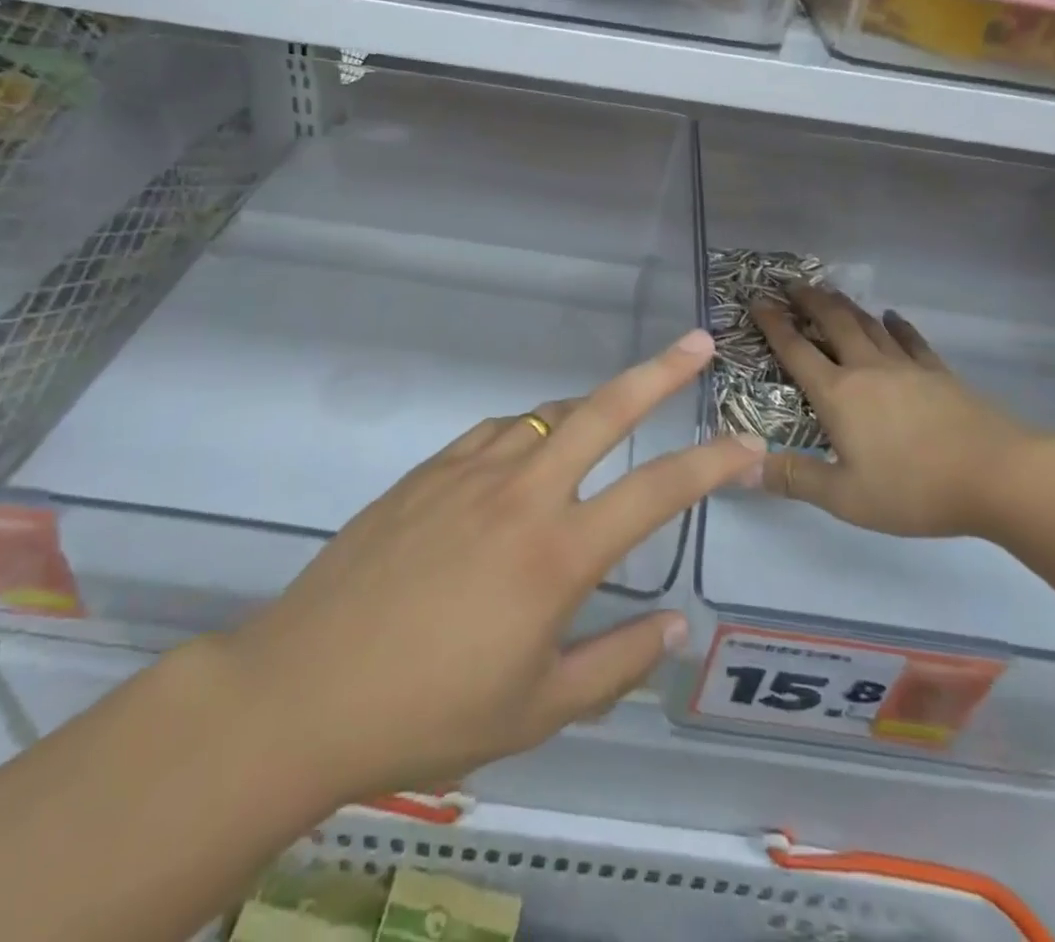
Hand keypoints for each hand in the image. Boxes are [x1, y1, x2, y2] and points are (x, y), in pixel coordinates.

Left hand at [218, 329, 762, 805]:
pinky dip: (528, 432)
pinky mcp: (427, 470)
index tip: (749, 447)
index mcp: (557, 554)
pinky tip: (527, 453)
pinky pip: (496, 432)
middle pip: (604, 411)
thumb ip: (616, 663)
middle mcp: (521, 493)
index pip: (656, 492)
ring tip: (613, 416)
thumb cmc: (430, 710)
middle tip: (698, 344)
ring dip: (590, 408)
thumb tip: (672, 623)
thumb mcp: (537, 710)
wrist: (305, 687)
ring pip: (548, 415)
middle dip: (659, 372)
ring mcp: (469, 471)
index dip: (712, 465)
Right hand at [751, 285, 1047, 538]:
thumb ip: (794, 478)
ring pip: (868, 324)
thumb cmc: (914, 488)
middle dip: (809, 301)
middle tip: (791, 284)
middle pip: (833, 323)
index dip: (773, 325)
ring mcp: (906, 367)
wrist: (998, 476)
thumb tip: (740, 469)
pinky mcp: (939, 373)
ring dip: (845, 305)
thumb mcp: (846, 496)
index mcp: (838, 394)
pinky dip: (896, 324)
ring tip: (829, 292)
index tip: (757, 301)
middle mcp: (867, 369)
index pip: (796, 350)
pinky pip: (910, 339)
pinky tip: (891, 317)